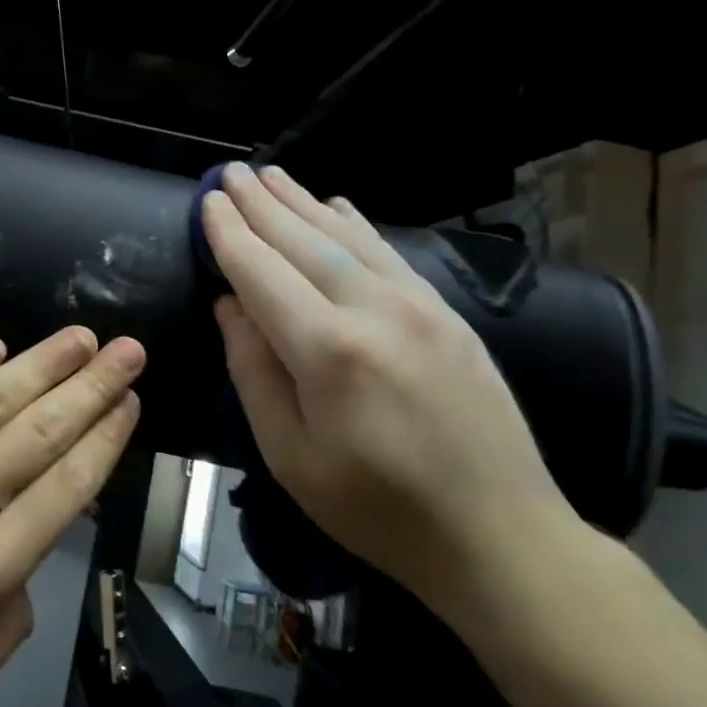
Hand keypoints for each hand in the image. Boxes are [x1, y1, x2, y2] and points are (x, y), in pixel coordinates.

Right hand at [201, 163, 572, 606]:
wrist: (500, 535)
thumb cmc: (377, 509)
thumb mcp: (290, 456)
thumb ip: (253, 372)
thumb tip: (230, 306)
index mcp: (328, 351)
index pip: (261, 272)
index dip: (229, 234)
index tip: (206, 202)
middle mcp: (373, 310)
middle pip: (303, 240)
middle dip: (260, 203)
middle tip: (228, 171)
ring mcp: (418, 305)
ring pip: (346, 236)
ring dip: (302, 201)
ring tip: (270, 174)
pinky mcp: (447, 313)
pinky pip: (387, 251)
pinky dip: (353, 223)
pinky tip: (335, 205)